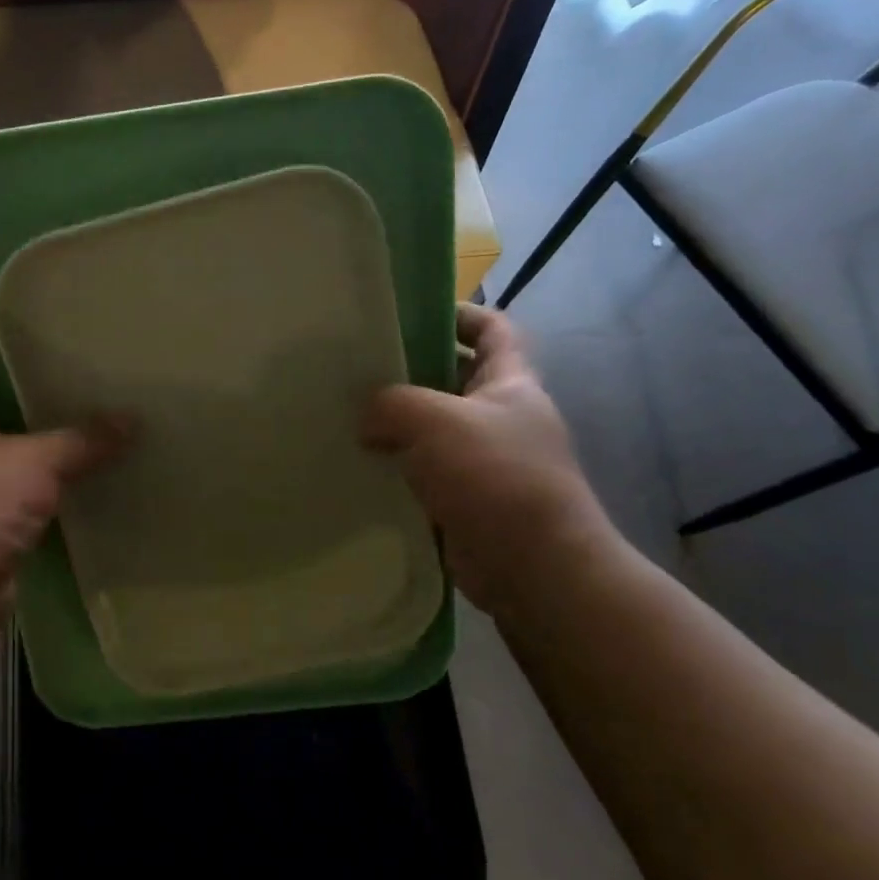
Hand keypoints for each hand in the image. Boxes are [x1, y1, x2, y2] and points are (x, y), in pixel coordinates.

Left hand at [0, 377, 126, 626]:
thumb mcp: (39, 461)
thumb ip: (83, 440)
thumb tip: (132, 418)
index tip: (26, 377)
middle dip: (19, 425)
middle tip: (66, 411)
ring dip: (28, 470)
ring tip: (77, 453)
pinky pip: (8, 512)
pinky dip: (33, 507)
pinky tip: (69, 500)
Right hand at [362, 304, 617, 614]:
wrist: (533, 567)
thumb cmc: (495, 477)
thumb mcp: (436, 421)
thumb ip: (391, 404)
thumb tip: (366, 419)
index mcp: (511, 383)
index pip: (494, 329)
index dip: (460, 313)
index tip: (412, 312)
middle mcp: (500, 417)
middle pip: (454, 378)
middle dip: (411, 370)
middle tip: (358, 367)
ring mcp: (484, 462)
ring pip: (432, 429)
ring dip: (395, 424)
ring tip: (345, 416)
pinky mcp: (463, 500)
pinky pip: (422, 472)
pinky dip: (395, 468)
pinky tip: (358, 466)